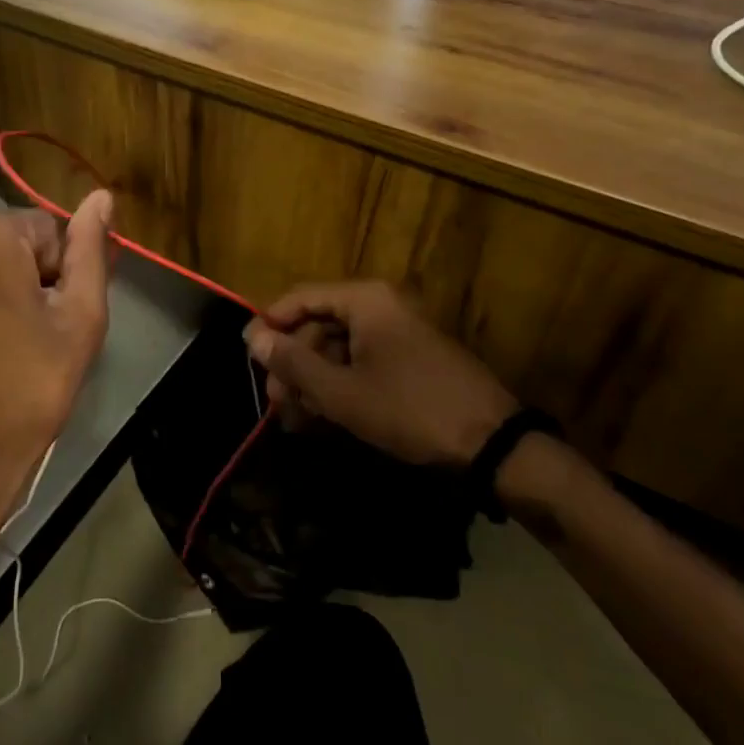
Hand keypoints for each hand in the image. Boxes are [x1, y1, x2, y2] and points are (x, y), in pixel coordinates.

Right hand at [244, 282, 517, 466]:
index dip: (270, 325)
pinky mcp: (410, 359)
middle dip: (293, 363)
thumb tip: (253, 338)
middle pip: (319, 324)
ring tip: (295, 418)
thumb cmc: (410, 409)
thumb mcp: (342, 392)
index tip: (249, 357)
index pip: (301, 298)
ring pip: (338, 347)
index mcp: (366, 300)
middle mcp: (381, 306)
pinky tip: (323, 417)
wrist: (494, 446)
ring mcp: (399, 332)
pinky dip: (340, 385)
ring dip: (313, 380)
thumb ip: (293, 363)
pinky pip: (362, 361)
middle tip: (274, 401)